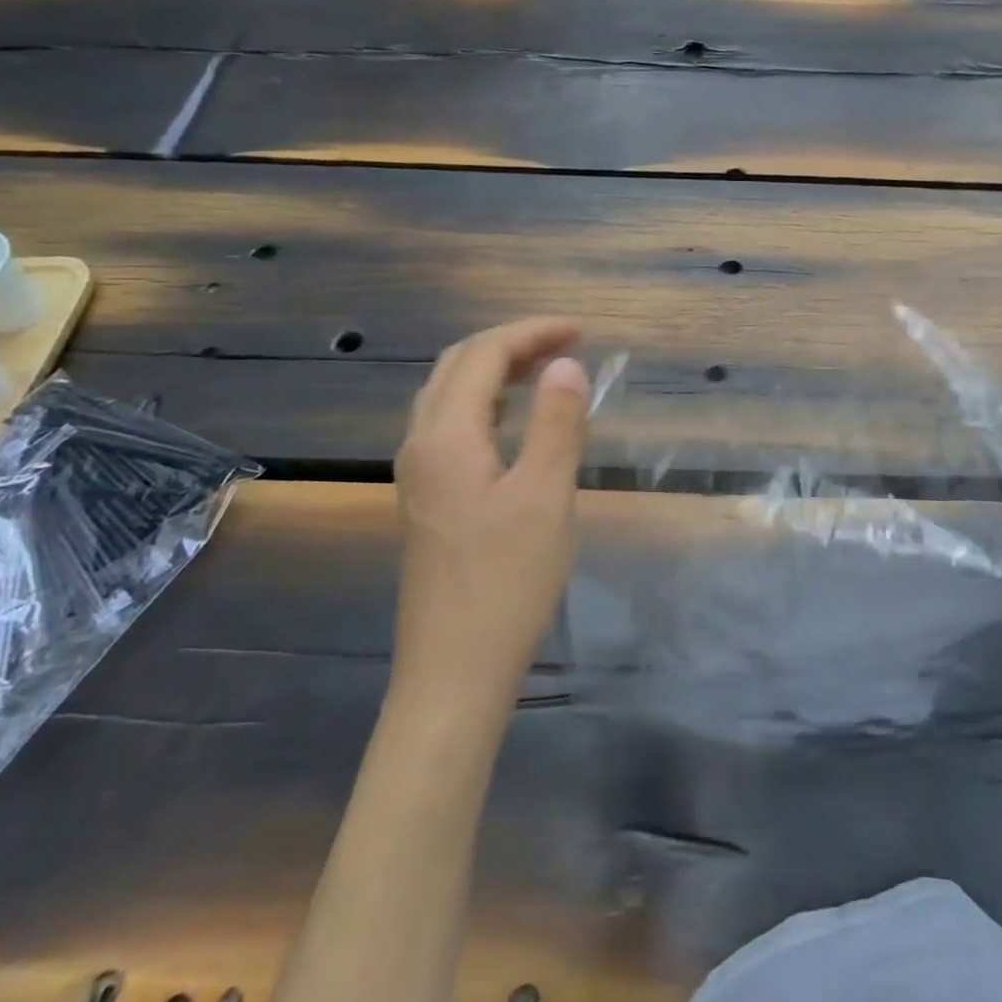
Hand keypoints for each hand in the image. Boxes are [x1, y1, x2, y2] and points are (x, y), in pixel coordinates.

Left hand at [391, 317, 590, 707]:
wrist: (454, 670)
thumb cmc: (507, 581)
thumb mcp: (547, 496)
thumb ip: (558, 423)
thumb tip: (566, 364)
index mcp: (446, 436)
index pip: (484, 354)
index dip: (533, 332)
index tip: (583, 331)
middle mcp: (421, 444)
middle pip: (457, 366)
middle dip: (512, 343)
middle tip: (567, 344)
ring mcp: (418, 474)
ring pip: (449, 395)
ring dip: (496, 371)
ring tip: (547, 371)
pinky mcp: (427, 499)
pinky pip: (452, 425)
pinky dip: (487, 402)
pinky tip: (517, 422)